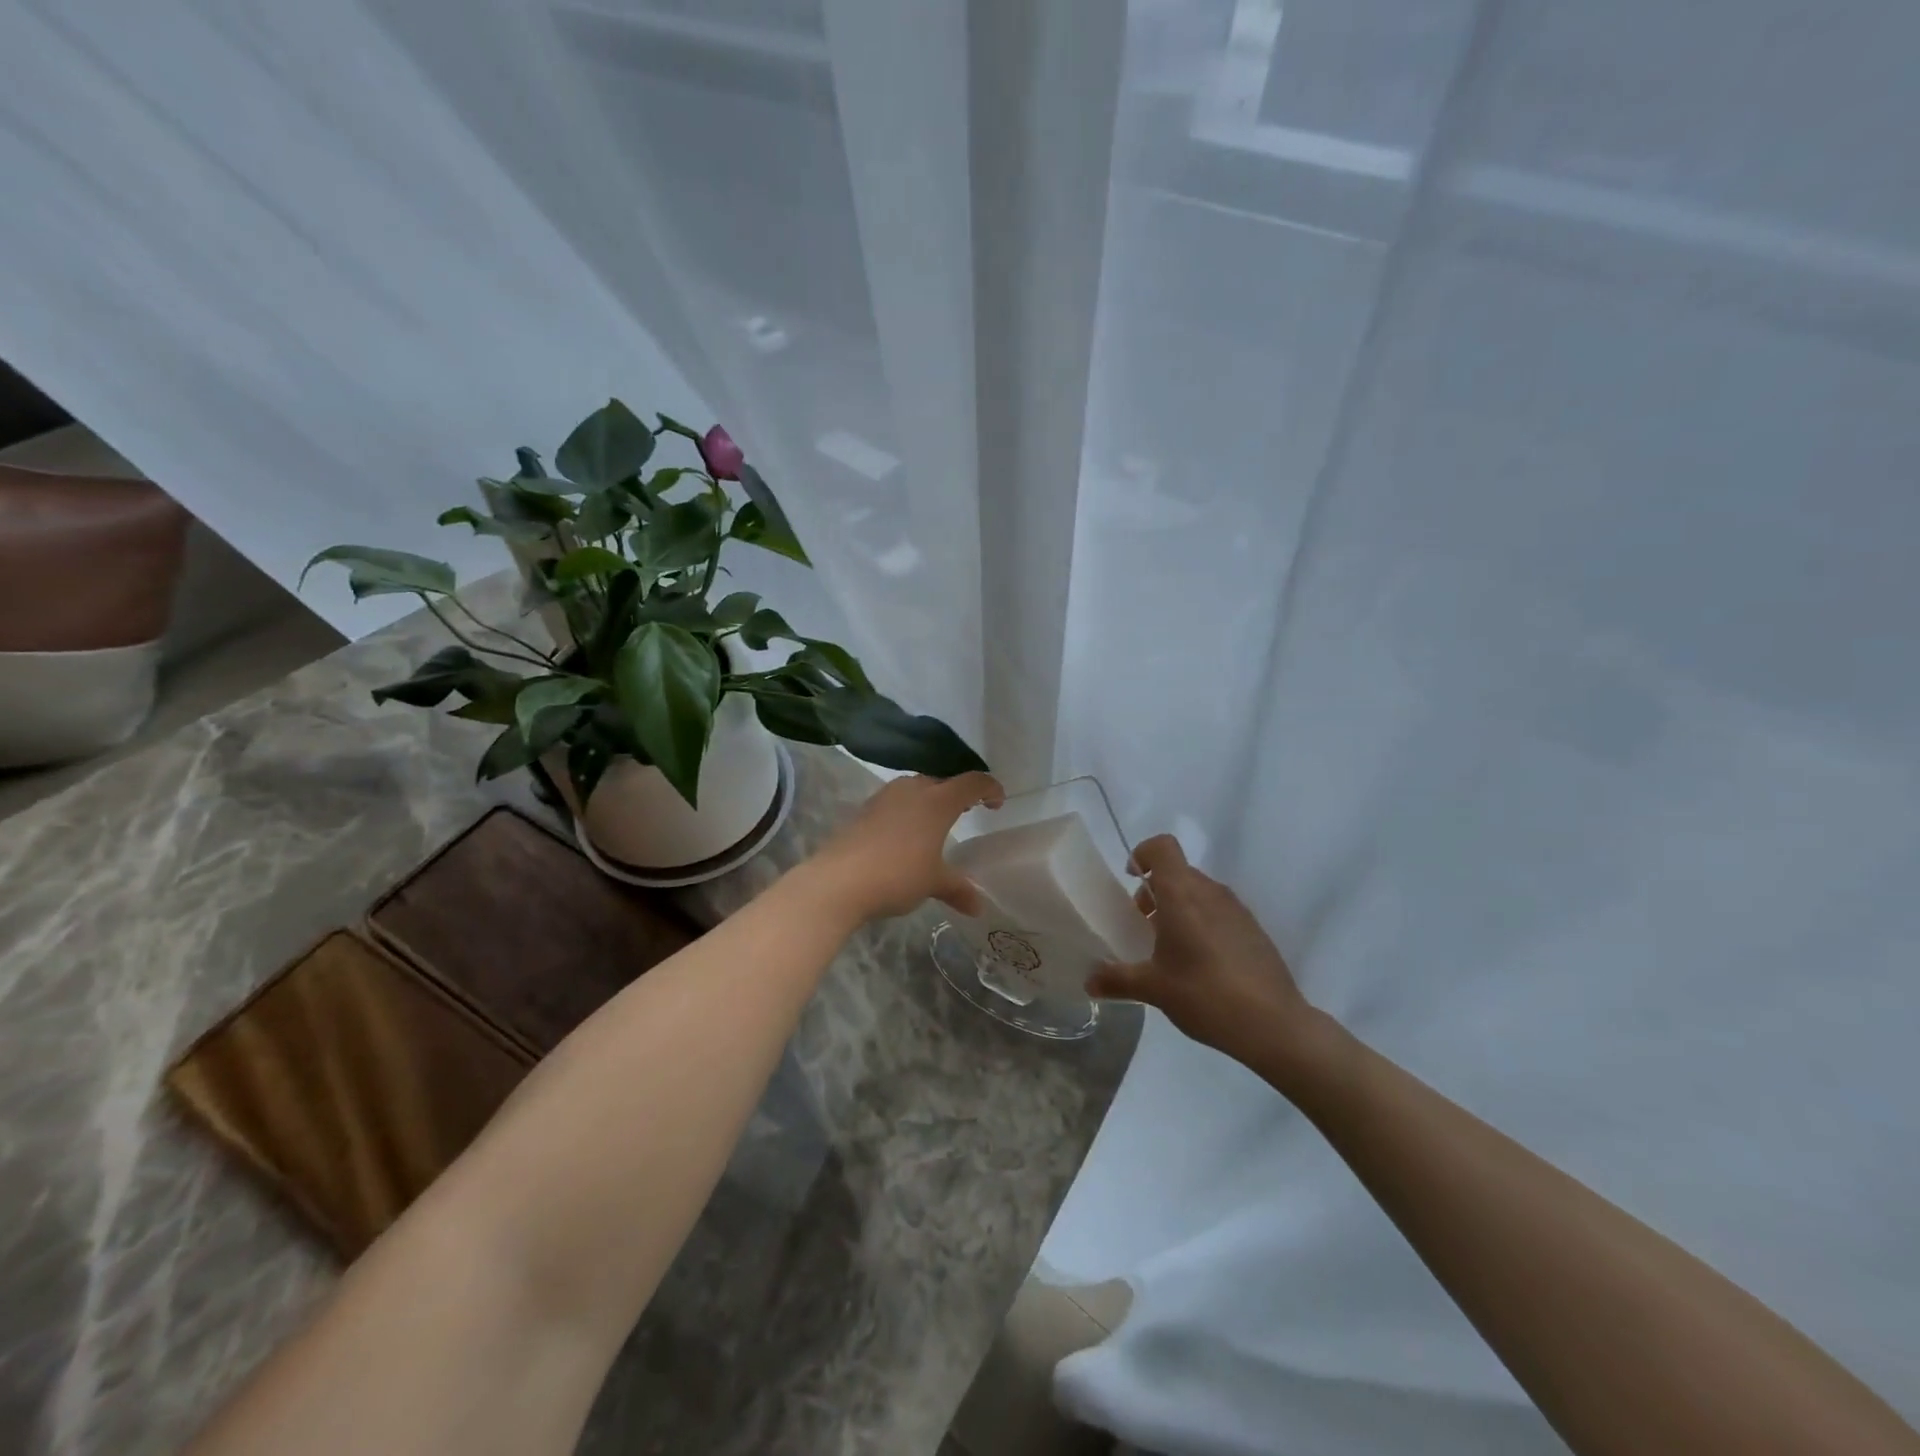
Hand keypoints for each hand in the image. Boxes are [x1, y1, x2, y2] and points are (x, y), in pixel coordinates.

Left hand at [805, 772, 1003, 921]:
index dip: (989, 788)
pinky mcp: (864, 810)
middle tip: (967, 812)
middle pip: (942, 780)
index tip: (997, 802)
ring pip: (915, 789)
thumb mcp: (933, 883)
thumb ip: (958, 888)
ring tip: (935, 824)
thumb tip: (978, 906)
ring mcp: (884, 797)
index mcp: (938, 800)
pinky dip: (907, 812)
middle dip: (957, 794)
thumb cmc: (897, 874)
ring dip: (929, 801)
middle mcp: (912, 789)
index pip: (972, 781)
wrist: (838, 881)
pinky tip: (904, 836)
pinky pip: (895, 803)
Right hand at [1087, 834, 1313, 1067]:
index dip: (1143, 854)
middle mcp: (1211, 893)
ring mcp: (1237, 910)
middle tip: (1143, 925)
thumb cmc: (1204, 994)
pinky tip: (1200, 965)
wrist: (1274, 1024)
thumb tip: (1089, 982)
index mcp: (1182, 894)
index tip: (1131, 880)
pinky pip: (1220, 912)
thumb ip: (1117, 980)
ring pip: (1200, 892)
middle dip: (1156, 891)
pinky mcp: (1254, 930)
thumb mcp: (1153, 989)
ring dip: (1179, 908)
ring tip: (1170, 948)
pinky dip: (1203, 924)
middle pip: (1178, 872)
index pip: (1162, 847)